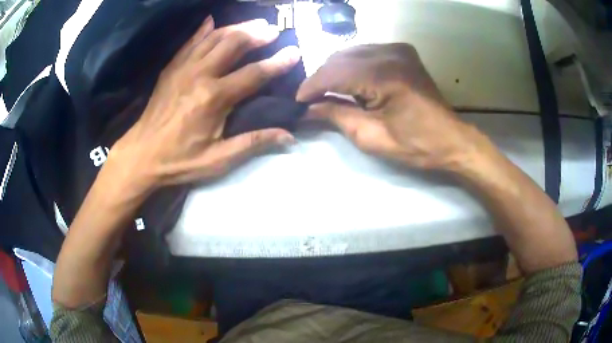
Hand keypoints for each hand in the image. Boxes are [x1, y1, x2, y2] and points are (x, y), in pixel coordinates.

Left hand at [108, 17, 299, 193]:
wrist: (141, 155)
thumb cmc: (180, 160)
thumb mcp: (218, 159)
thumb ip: (253, 143)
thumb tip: (289, 137)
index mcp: (214, 98)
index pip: (254, 73)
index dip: (277, 62)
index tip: (295, 52)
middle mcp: (200, 75)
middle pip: (233, 44)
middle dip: (257, 34)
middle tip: (273, 30)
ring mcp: (183, 68)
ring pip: (214, 37)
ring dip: (236, 27)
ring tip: (254, 23)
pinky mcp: (171, 68)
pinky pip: (190, 42)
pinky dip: (203, 29)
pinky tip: (212, 20)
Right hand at [297, 43, 482, 170]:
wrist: (452, 140)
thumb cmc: (416, 145)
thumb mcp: (372, 137)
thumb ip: (336, 115)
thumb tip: (307, 109)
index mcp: (384, 75)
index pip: (334, 72)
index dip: (311, 86)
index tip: (296, 101)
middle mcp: (390, 53)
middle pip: (340, 58)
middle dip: (321, 78)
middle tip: (311, 99)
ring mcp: (398, 49)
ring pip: (351, 52)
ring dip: (335, 71)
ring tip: (327, 92)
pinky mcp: (403, 52)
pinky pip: (366, 52)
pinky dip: (352, 65)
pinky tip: (348, 82)